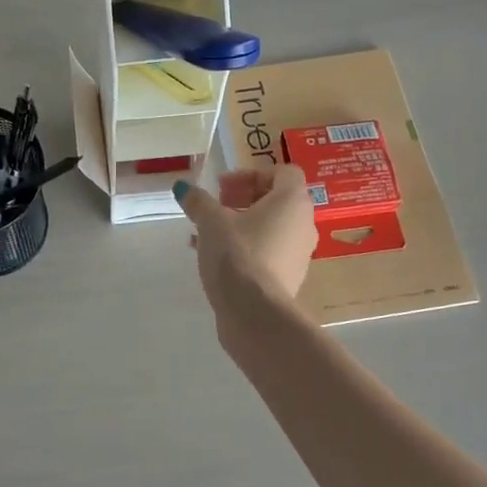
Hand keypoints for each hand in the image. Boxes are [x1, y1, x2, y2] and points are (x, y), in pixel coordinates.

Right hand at [175, 167, 317, 315]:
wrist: (255, 314)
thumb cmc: (237, 255)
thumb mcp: (211, 222)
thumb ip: (198, 201)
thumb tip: (183, 187)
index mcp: (292, 201)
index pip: (283, 172)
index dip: (251, 174)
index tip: (222, 188)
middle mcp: (303, 224)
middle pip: (276, 200)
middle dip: (243, 199)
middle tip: (215, 207)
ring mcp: (299, 253)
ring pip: (270, 228)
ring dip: (241, 225)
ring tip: (207, 234)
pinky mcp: (289, 277)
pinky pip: (268, 251)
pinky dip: (246, 247)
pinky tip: (216, 259)